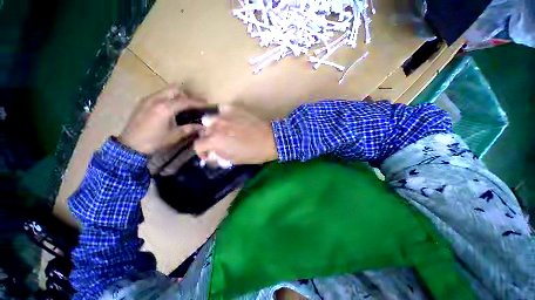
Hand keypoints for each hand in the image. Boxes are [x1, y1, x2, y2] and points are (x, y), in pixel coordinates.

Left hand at [119, 85, 205, 153]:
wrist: (130, 145)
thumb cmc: (155, 141)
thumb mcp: (175, 135)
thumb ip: (190, 128)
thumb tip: (203, 127)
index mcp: (166, 108)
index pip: (186, 101)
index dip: (198, 102)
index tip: (207, 104)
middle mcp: (156, 99)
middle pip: (175, 89)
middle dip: (186, 95)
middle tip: (193, 105)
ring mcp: (148, 99)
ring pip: (166, 91)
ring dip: (177, 96)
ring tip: (183, 107)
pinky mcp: (143, 102)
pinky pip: (159, 95)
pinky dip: (168, 98)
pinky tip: (170, 109)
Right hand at [194, 108, 277, 164]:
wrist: (271, 139)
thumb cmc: (254, 153)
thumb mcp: (234, 160)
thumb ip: (219, 156)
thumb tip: (211, 153)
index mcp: (215, 141)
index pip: (198, 145)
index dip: (202, 151)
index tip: (209, 153)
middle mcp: (216, 126)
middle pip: (204, 131)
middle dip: (209, 139)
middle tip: (219, 142)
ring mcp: (224, 115)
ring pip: (210, 119)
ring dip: (214, 126)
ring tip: (224, 130)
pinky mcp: (234, 108)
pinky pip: (222, 110)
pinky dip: (224, 116)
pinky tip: (231, 120)